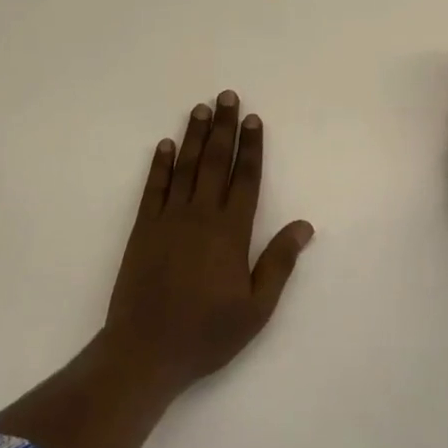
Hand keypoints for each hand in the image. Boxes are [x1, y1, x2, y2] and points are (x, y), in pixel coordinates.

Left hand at [102, 90, 314, 398]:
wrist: (146, 351)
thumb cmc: (207, 333)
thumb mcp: (256, 308)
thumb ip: (279, 263)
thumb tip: (304, 226)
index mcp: (231, 232)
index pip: (246, 179)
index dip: (251, 147)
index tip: (253, 119)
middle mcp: (201, 216)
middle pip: (215, 162)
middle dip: (223, 127)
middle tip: (226, 96)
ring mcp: (169, 219)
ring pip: (185, 167)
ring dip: (193, 136)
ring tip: (200, 108)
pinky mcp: (143, 229)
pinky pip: (154, 188)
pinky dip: (160, 165)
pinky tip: (165, 145)